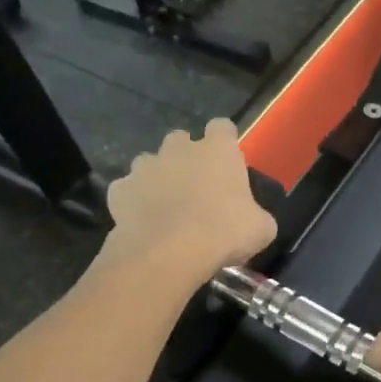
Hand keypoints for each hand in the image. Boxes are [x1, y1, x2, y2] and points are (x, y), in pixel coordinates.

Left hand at [101, 119, 276, 288]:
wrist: (168, 253)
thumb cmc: (224, 233)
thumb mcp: (261, 228)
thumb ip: (256, 214)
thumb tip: (252, 219)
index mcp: (218, 151)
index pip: (222, 127)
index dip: (225, 141)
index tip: (227, 161)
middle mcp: (179, 149)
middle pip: (181, 140)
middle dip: (186, 157)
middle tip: (196, 186)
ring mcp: (145, 167)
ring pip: (149, 163)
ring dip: (157, 177)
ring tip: (165, 206)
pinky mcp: (119, 190)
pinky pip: (127, 190)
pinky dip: (134, 201)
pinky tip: (142, 221)